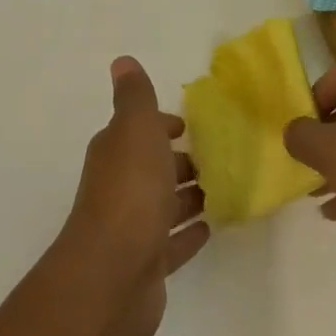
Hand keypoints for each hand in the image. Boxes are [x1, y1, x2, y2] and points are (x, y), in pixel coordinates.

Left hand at [53, 57, 209, 335]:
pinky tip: (210, 227)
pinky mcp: (147, 264)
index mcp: (116, 152)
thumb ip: (134, 96)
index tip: (189, 127)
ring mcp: (132, 228)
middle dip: (178, 160)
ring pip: (163, 204)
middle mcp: (120, 186)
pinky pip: (173, 243)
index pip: (138, 130)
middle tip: (217, 157)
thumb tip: (122, 61)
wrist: (112, 275)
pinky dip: (188, 233)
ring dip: (187, 195)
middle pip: (152, 167)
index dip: (161, 125)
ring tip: (222, 188)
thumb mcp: (135, 129)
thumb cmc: (130, 192)